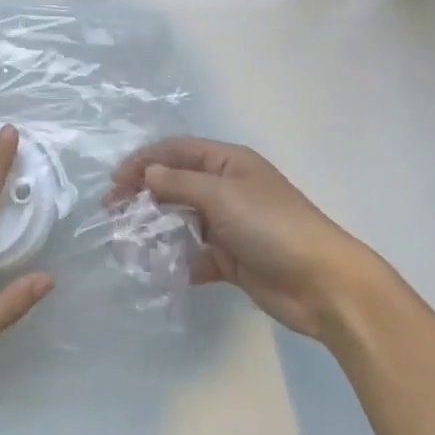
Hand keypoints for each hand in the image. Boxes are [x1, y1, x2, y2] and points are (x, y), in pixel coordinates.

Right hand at [111, 138, 375, 339]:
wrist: (322, 283)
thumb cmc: (271, 225)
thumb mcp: (222, 195)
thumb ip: (180, 182)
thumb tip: (147, 174)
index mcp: (228, 162)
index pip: (176, 151)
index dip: (144, 161)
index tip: (115, 183)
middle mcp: (227, 188)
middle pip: (175, 184)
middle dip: (144, 195)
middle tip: (112, 212)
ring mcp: (229, 224)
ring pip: (182, 220)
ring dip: (156, 229)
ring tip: (128, 243)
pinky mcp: (231, 259)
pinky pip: (195, 255)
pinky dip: (177, 261)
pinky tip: (159, 271)